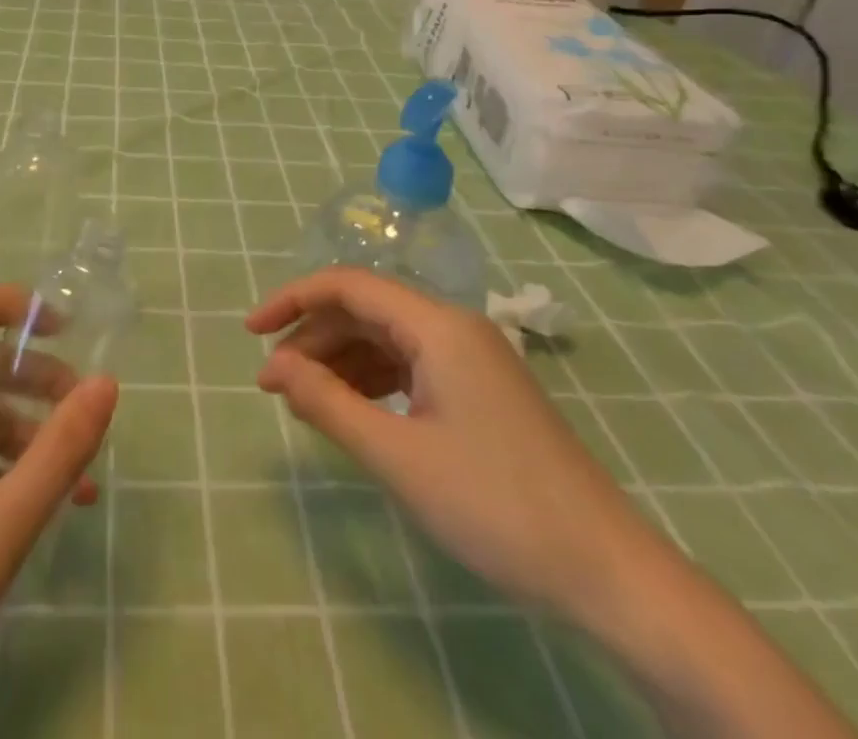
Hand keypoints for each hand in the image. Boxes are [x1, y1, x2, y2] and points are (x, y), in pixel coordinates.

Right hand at [246, 268, 654, 619]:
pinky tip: (352, 410)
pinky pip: (411, 366)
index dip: (293, 300)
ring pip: (387, 339)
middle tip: (272, 384)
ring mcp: (471, 358)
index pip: (349, 285)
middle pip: (367, 310)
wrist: (606, 572)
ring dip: (340, 361)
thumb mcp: (398, 456)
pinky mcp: (480, 389)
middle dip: (313, 338)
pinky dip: (372, 380)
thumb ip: (328, 403)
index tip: (251, 333)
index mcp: (437, 325)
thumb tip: (275, 366)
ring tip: (303, 401)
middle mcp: (454, 327)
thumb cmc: (495, 506)